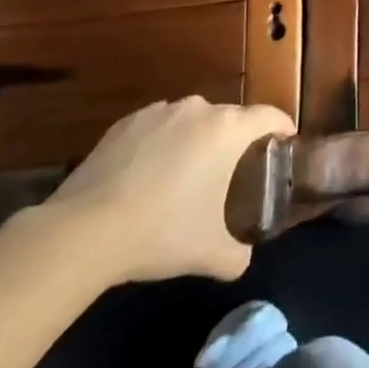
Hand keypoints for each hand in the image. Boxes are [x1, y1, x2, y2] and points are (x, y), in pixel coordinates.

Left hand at [41, 97, 294, 283]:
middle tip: (231, 174)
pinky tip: (146, 178)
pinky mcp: (126, 123)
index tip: (285, 143)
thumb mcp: (210, 253)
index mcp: (229, 129)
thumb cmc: (161, 232)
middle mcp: (200, 109)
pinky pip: (157, 128)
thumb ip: (238, 254)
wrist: (83, 232)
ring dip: (196, 141)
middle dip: (235, 141)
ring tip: (185, 177)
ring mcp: (160, 112)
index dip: (282, 128)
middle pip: (230, 118)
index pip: (271, 115)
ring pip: (192, 121)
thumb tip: (242, 258)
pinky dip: (161, 145)